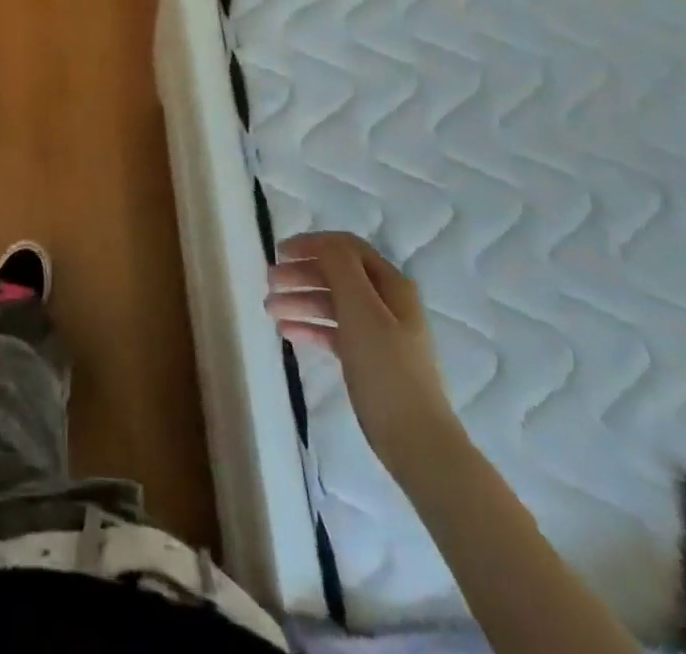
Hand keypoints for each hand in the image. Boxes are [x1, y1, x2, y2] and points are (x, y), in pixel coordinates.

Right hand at [266, 232, 461, 476]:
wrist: (417, 443)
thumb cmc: (386, 369)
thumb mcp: (361, 310)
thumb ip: (340, 268)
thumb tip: (321, 243)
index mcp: (391, 285)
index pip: (346, 248)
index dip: (312, 245)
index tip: (279, 252)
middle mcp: (387, 302)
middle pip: (337, 275)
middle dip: (301, 274)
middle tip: (269, 283)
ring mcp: (379, 332)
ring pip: (332, 304)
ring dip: (300, 300)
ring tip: (269, 310)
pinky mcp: (369, 360)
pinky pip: (334, 332)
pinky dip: (310, 327)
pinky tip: (287, 333)